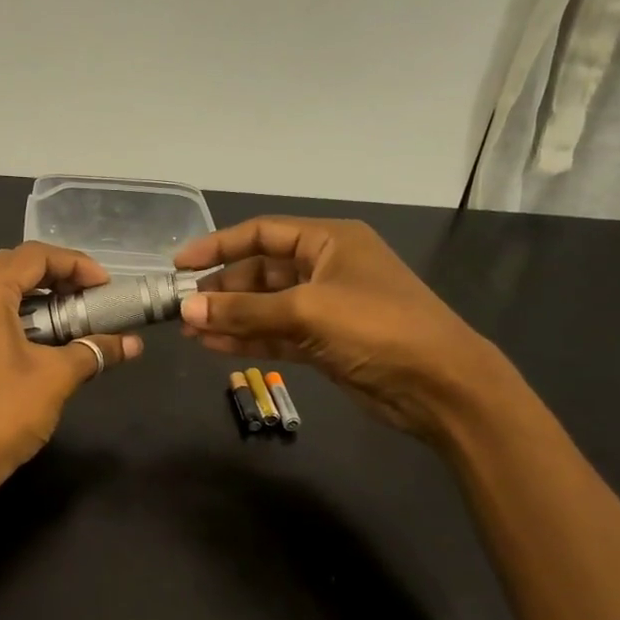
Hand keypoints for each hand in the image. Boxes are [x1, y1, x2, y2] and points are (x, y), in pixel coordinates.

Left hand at [0, 243, 141, 490]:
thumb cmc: (2, 414)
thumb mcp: (56, 377)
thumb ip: (94, 350)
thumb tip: (133, 344)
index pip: (32, 256)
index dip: (74, 264)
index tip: (104, 287)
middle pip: (10, 267)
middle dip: (55, 277)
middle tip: (88, 298)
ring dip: (34, 297)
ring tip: (69, 317)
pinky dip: (13, 316)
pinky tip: (39, 340)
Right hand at [173, 217, 504, 440]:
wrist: (439, 385)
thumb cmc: (377, 328)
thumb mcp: (307, 312)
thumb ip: (244, 312)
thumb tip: (187, 312)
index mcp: (329, 241)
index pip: (262, 233)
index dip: (218, 246)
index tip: (179, 265)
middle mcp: (325, 268)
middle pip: (261, 271)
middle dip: (222, 289)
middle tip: (181, 308)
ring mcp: (326, 308)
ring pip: (266, 307)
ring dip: (230, 317)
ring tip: (189, 331)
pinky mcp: (325, 343)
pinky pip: (277, 334)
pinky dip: (248, 340)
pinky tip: (213, 347)